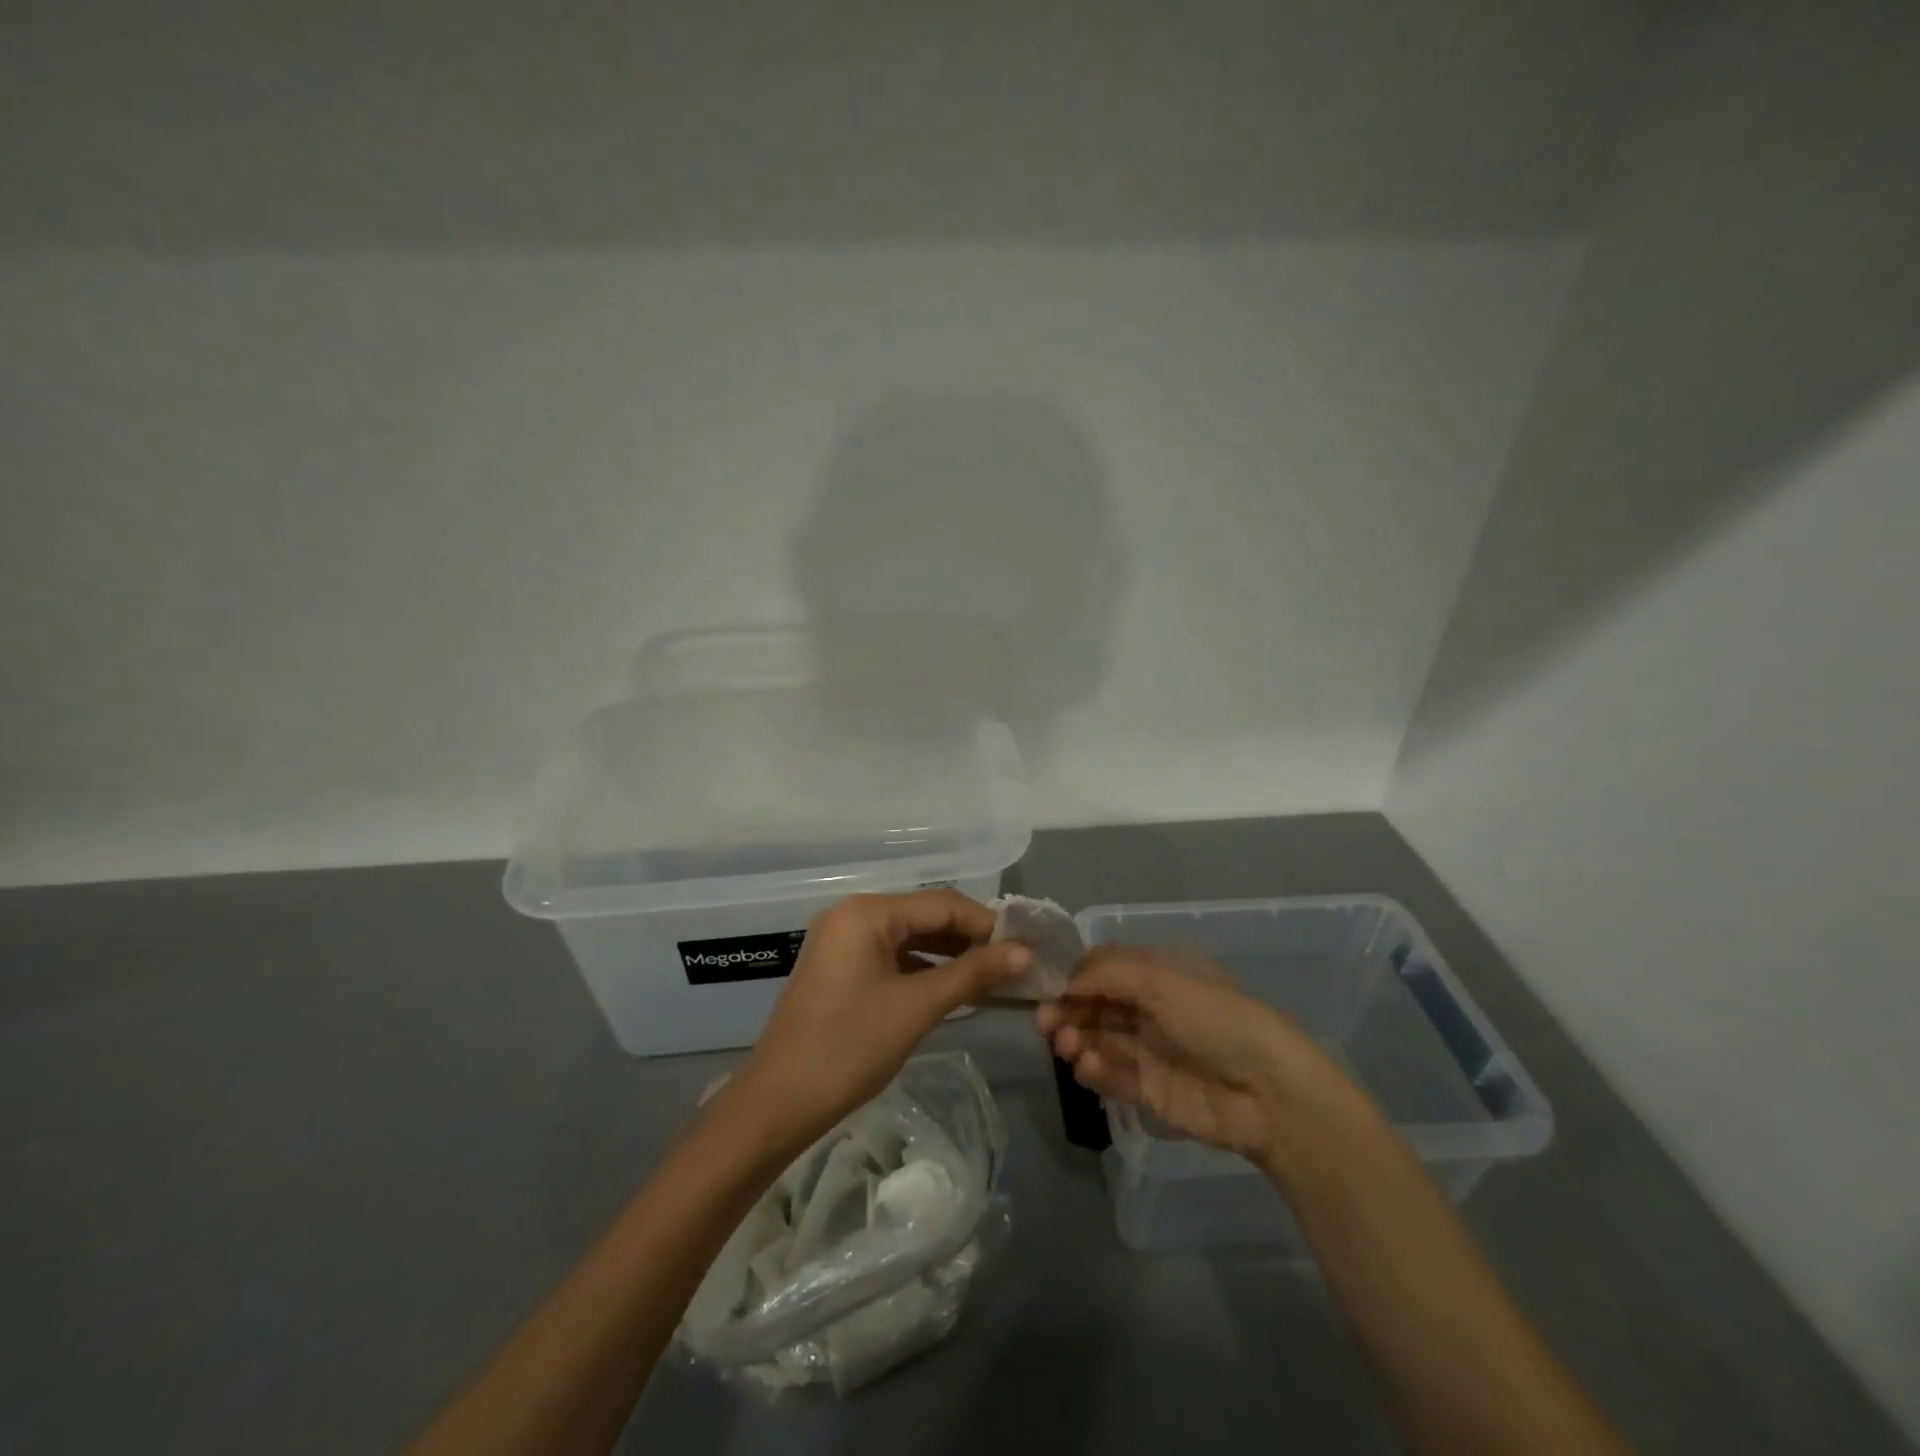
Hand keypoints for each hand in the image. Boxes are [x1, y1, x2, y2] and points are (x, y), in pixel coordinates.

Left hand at [734, 890, 1030, 1147]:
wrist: (777, 1103)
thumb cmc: (849, 1048)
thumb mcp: (917, 1007)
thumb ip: (972, 974)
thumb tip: (1024, 952)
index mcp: (867, 912)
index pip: (942, 904)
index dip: (987, 923)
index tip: (1026, 946)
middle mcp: (851, 914)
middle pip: (924, 916)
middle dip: (969, 938)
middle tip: (1014, 962)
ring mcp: (840, 940)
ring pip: (908, 937)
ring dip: (948, 953)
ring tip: (991, 975)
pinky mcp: (837, 966)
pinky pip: (889, 956)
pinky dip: (921, 968)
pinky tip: (950, 986)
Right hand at [1036, 946, 1345, 1167]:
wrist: (1266, 1092)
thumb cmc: (1214, 1018)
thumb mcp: (1160, 979)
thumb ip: (1106, 973)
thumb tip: (1063, 979)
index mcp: (1156, 972)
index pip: (1102, 967)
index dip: (1071, 974)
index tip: (1042, 985)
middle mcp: (1148, 1006)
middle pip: (1093, 1003)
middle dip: (1066, 1009)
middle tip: (1045, 1022)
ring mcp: (1147, 1049)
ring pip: (1096, 1038)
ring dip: (1075, 1039)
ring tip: (1065, 1045)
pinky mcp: (1148, 1089)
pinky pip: (1109, 1074)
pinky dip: (1093, 1069)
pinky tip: (1088, 1066)